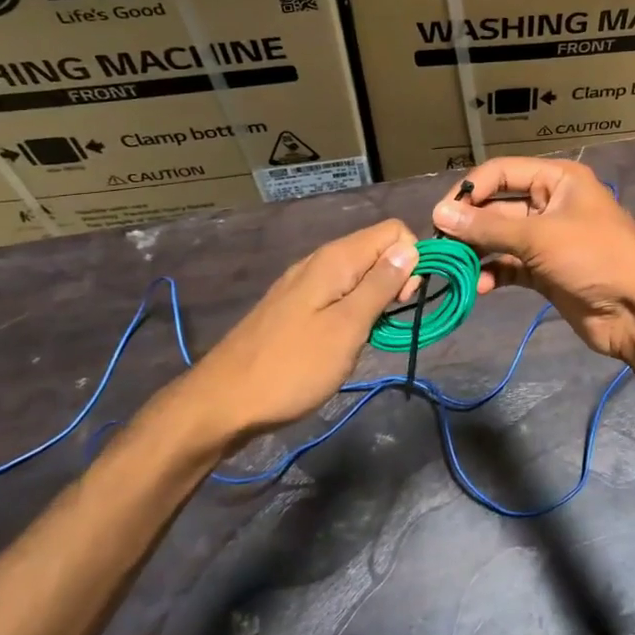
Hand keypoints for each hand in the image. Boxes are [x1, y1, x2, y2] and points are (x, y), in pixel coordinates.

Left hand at [143, 219, 419, 460]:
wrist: (223, 403)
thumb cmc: (292, 367)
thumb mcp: (347, 328)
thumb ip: (380, 285)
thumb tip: (410, 248)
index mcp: (335, 259)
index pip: (393, 231)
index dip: (411, 260)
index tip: (403, 300)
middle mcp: (320, 261)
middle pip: (377, 250)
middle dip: (396, 279)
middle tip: (386, 322)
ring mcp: (304, 284)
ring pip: (359, 273)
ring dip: (376, 298)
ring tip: (367, 335)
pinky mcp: (296, 306)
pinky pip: (339, 293)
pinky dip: (353, 310)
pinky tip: (344, 339)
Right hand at [431, 158, 634, 362]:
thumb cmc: (594, 257)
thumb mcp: (540, 236)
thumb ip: (488, 227)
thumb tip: (440, 214)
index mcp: (557, 180)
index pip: (502, 172)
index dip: (470, 190)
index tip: (441, 215)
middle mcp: (551, 204)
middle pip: (498, 206)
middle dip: (470, 225)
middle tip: (440, 245)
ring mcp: (548, 240)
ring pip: (501, 238)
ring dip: (478, 251)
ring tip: (453, 267)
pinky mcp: (546, 272)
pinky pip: (511, 266)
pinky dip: (494, 273)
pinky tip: (479, 286)